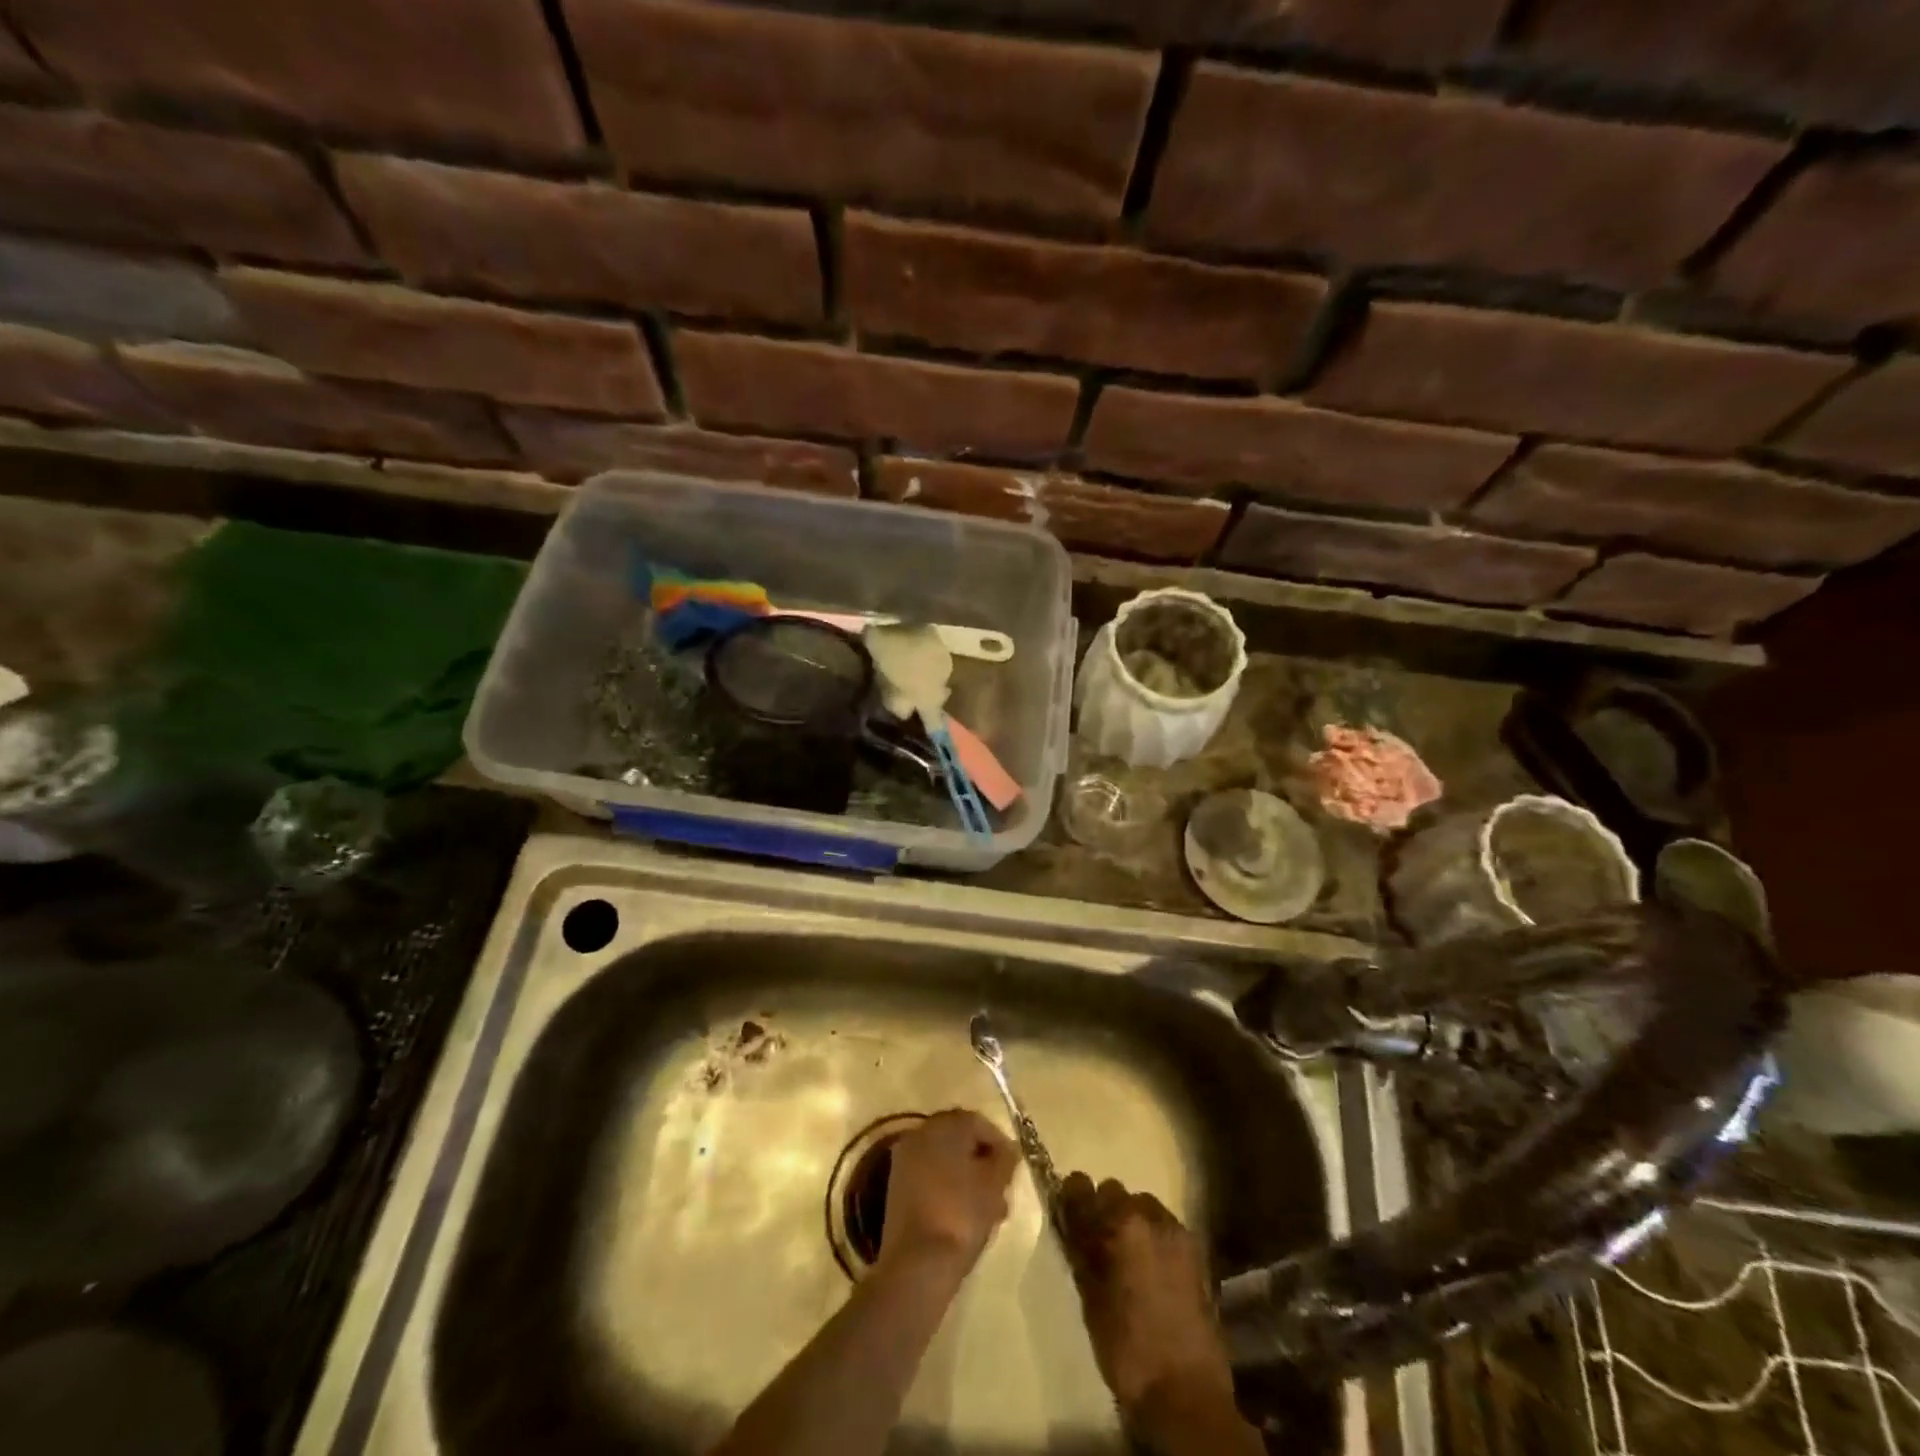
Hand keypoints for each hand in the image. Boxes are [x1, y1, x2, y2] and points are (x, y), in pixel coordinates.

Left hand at [878, 1109, 1017, 1275]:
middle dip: (983, 1162)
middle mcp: (921, 1133)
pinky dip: (948, 1188)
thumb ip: (1005, 1159)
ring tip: (988, 1210)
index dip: (999, 1143)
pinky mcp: (897, 1187)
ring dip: (967, 1178)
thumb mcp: (994, 1185)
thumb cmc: (961, 1215)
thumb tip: (1007, 1149)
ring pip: (945, 1161)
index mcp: (944, 1125)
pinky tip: (964, 1215)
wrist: (916, 1263)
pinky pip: (930, 1177)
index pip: (978, 1122)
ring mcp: (905, 1160)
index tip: (1013, 1169)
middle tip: (1002, 1190)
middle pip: (959, 1140)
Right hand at [1058, 1173, 1238, 1431]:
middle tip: (1098, 1244)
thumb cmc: (1127, 1348)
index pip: (1081, 1186)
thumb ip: (1080, 1250)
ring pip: (1142, 1206)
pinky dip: (1153, 1237)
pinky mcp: (1196, 1251)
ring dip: (1131, 1222)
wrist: (1185, 1392)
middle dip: (1103, 1210)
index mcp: (1118, 1224)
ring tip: (1128, 1258)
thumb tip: (1070, 1221)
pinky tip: (1152, 1271)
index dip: (1071, 1198)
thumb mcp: (1090, 1298)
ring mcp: (1176, 1231)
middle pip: (1115, 1191)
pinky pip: (1164, 1227)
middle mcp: (1148, 1214)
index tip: (1067, 1214)